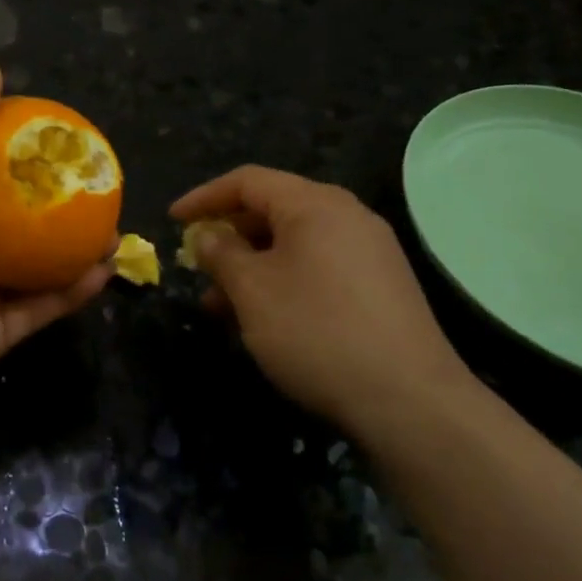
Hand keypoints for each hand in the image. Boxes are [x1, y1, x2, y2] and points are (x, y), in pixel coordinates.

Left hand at [0, 60, 112, 444]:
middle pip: (10, 216)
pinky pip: (39, 308)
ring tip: (113, 224)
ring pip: (32, 264)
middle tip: (96, 180)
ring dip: (72, 246)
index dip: (15, 146)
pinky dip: (71, 291)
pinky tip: (105, 270)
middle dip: (53, 199)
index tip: (58, 131)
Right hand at [171, 166, 477, 442]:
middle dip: (228, 237)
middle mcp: (347, 216)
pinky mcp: (382, 285)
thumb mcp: (253, 291)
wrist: (409, 399)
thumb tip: (209, 237)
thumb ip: (222, 254)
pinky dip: (284, 281)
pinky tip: (267, 320)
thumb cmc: (317, 332)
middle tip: (198, 268)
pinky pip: (319, 267)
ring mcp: (370, 250)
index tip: (172, 221)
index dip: (204, 197)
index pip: (248, 181)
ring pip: (295, 244)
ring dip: (253, 266)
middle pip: (273, 209)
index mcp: (315, 204)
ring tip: (222, 307)